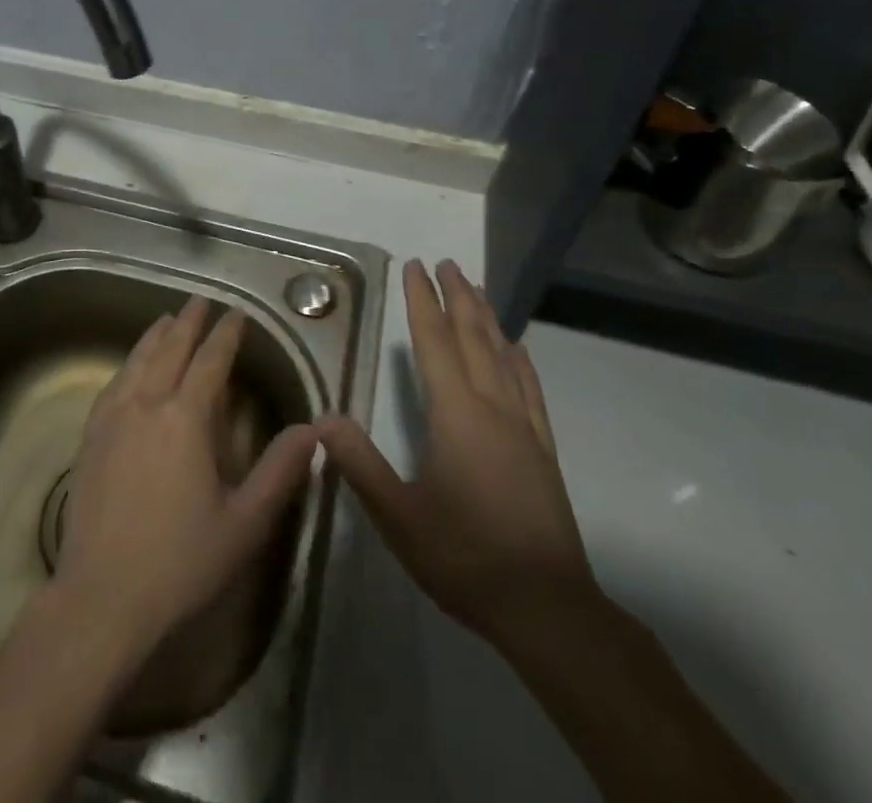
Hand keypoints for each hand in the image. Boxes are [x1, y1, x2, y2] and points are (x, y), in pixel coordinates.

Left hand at [52, 296, 320, 659]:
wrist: (103, 596)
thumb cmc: (182, 562)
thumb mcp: (245, 522)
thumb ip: (280, 471)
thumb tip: (313, 429)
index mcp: (186, 418)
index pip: (211, 361)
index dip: (226, 334)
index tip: (236, 314)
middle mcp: (147, 404)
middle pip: (170, 349)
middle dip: (189, 322)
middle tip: (202, 300)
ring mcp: (113, 417)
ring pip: (138, 360)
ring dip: (156, 336)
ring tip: (168, 319)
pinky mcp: (91, 435)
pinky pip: (113, 383)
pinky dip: (128, 362)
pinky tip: (131, 367)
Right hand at [317, 259, 596, 650]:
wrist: (548, 609)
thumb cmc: (466, 558)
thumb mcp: (399, 517)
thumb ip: (360, 464)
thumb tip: (323, 418)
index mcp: (457, 415)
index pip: (435, 343)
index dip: (422, 301)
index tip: (415, 267)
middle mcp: (493, 408)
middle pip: (473, 338)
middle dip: (457, 297)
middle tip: (445, 262)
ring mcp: (524, 427)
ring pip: (504, 355)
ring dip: (487, 317)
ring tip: (476, 287)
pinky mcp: (543, 449)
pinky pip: (530, 388)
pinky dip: (520, 359)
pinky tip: (518, 348)